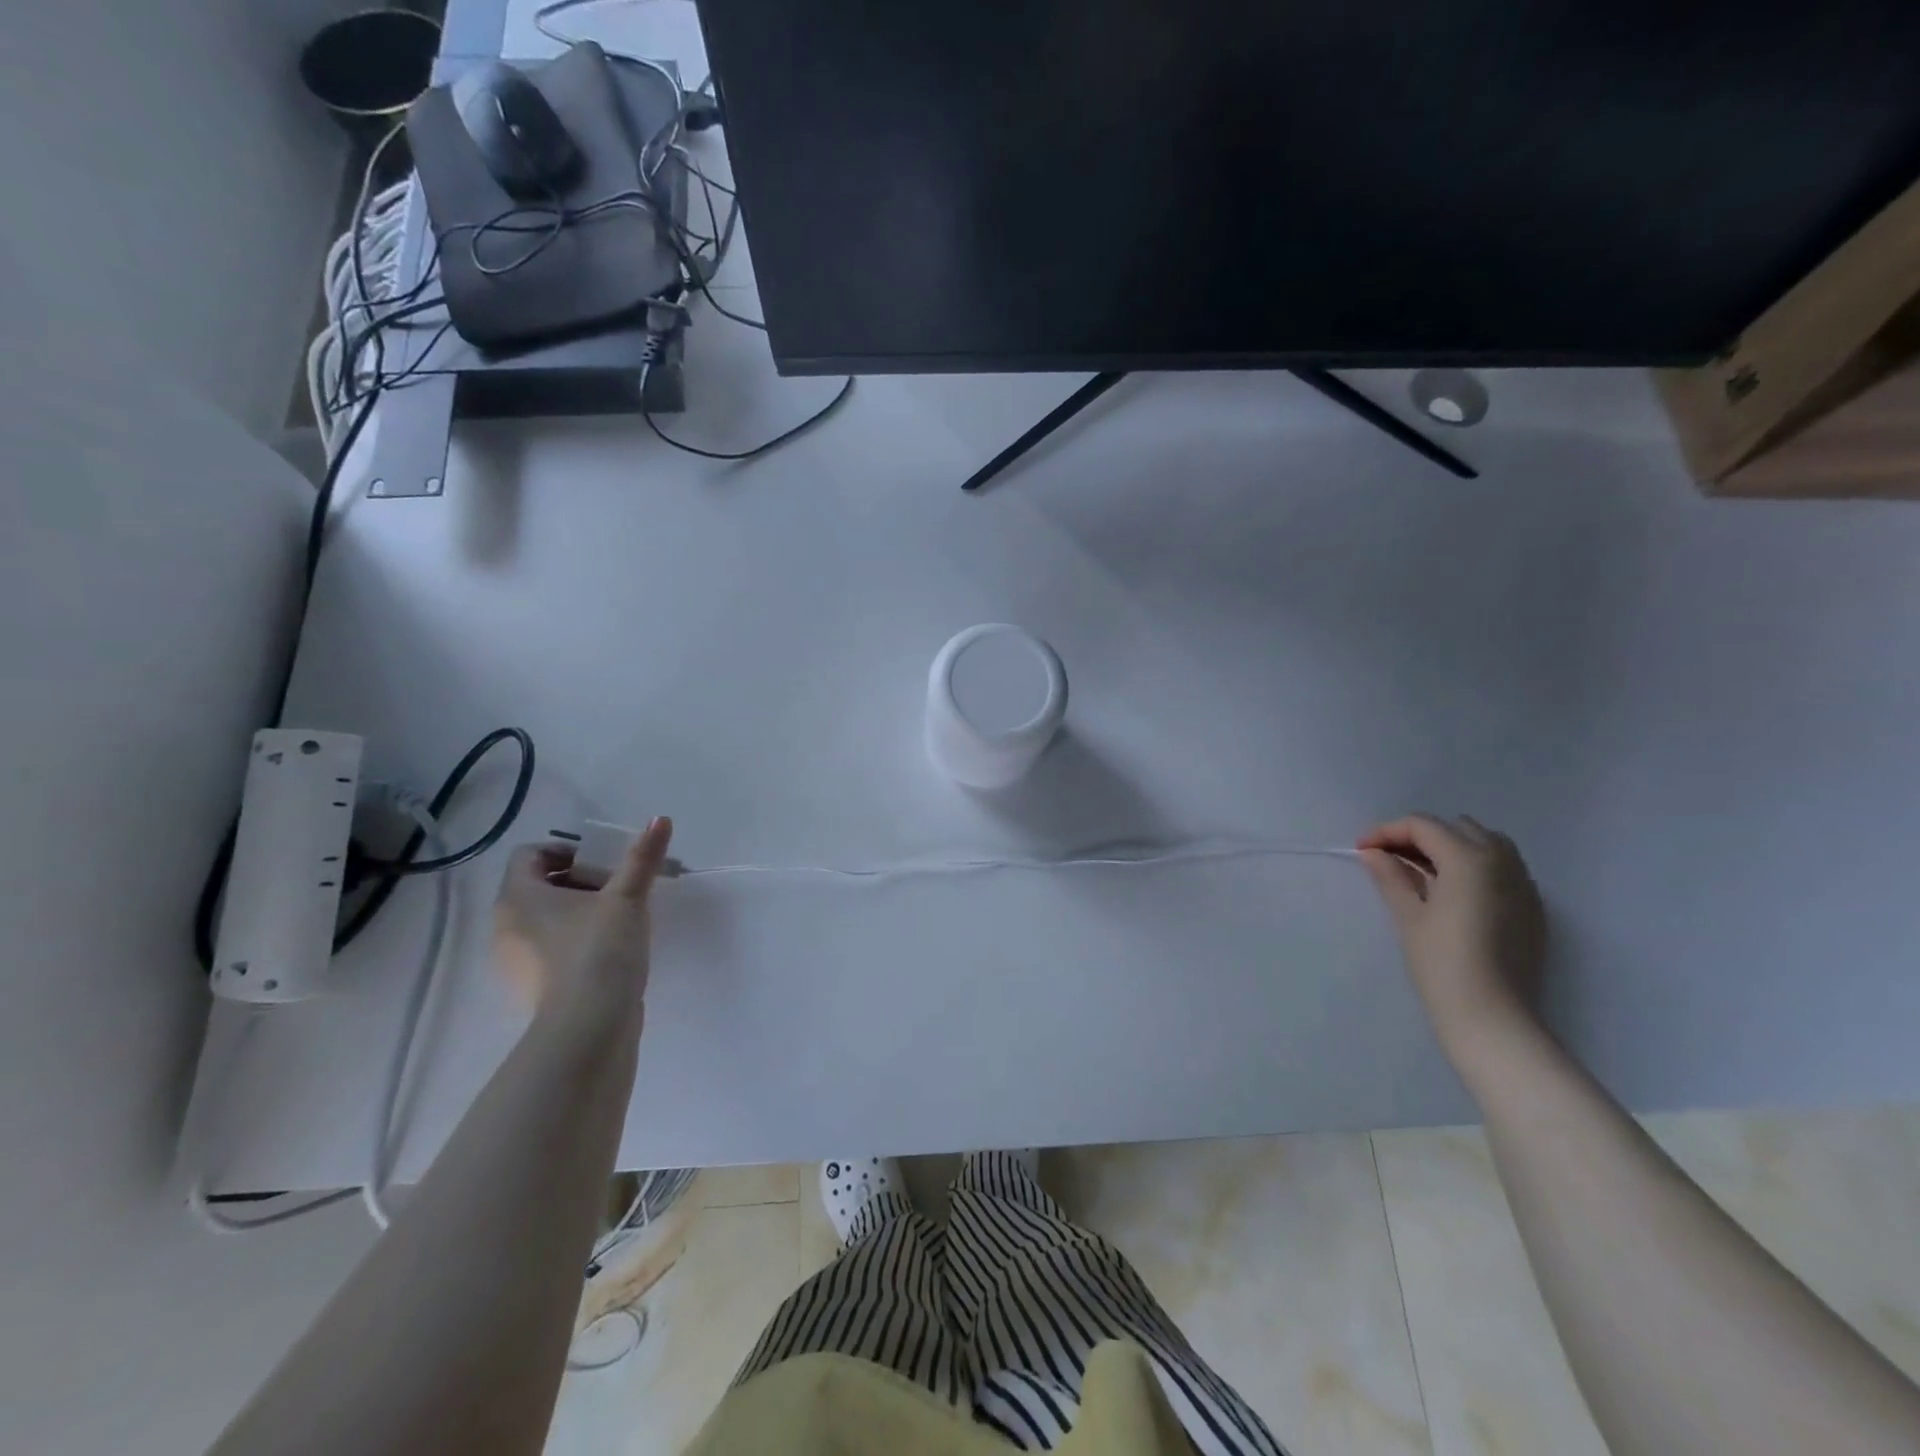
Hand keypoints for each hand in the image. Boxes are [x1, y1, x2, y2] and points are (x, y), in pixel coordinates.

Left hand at [493, 818, 673, 1031]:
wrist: (588, 1026)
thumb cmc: (600, 950)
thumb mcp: (626, 897)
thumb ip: (642, 858)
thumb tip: (661, 818)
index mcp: (519, 897)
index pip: (529, 855)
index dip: (566, 851)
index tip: (603, 862)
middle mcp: (506, 925)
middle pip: (538, 886)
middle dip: (580, 881)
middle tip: (618, 888)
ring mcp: (515, 961)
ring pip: (545, 919)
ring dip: (578, 911)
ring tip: (619, 919)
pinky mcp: (533, 987)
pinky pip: (549, 949)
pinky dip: (574, 941)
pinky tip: (609, 952)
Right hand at [1357, 814, 1547, 1066]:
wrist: (1493, 1018)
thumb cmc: (1441, 964)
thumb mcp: (1408, 916)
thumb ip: (1391, 876)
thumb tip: (1373, 853)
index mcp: (1469, 860)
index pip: (1423, 826)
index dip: (1387, 831)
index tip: (1362, 850)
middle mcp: (1503, 863)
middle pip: (1456, 828)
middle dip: (1419, 836)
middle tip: (1388, 858)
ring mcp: (1524, 886)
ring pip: (1486, 844)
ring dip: (1450, 847)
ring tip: (1421, 871)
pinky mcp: (1533, 909)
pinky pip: (1504, 869)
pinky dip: (1475, 866)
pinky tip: (1453, 892)